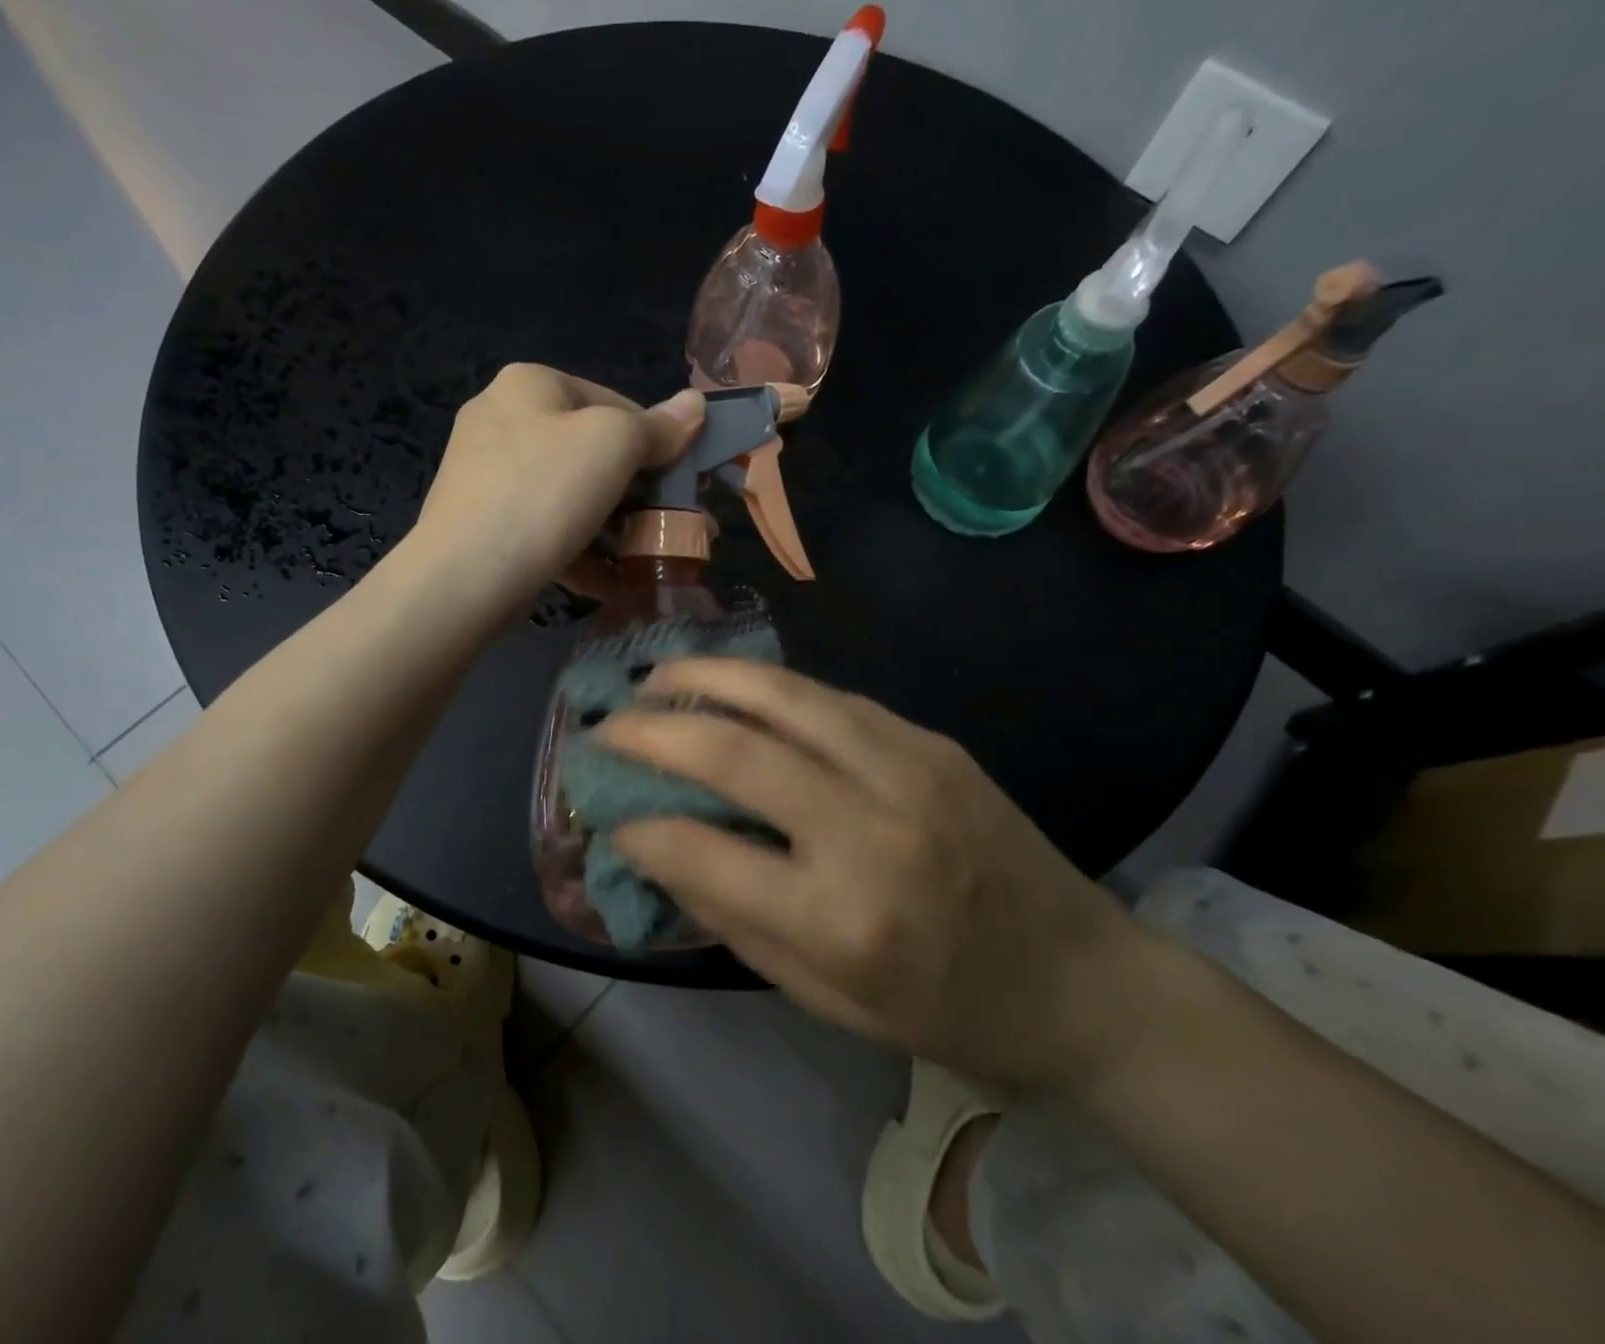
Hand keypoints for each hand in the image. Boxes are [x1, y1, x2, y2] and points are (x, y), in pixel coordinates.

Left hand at [415, 364, 704, 612]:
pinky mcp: (484, 522)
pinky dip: (580, 551)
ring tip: (646, 559)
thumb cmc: (544, 493)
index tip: (683, 485)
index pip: (616, 403)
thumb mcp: (613, 445)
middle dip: (638, 493)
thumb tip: (696, 403)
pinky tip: (609, 582)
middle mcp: (502, 418)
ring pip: (571, 495)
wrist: (464, 576)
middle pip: (592, 451)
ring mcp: (488, 474)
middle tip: (673, 526)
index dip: (657, 442)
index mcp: (531, 384)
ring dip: (614, 528)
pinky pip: (545, 527)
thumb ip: (658, 425)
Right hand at [598, 659, 1163, 1093]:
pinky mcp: (931, 740)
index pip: (704, 851)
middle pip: (734, 752)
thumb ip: (736, 921)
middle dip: (653, 731)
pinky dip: (768, 686)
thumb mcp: (829, 1000)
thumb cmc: (948, 1012)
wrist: (1081, 979)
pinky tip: (735, 687)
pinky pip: (830, 698)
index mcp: (841, 920)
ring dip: (706, 678)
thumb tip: (659, 852)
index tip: (608, 813)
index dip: (640, 827)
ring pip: (782, 696)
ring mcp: (908, 770)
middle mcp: (870, 830)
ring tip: (657, 678)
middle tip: (608, 724)